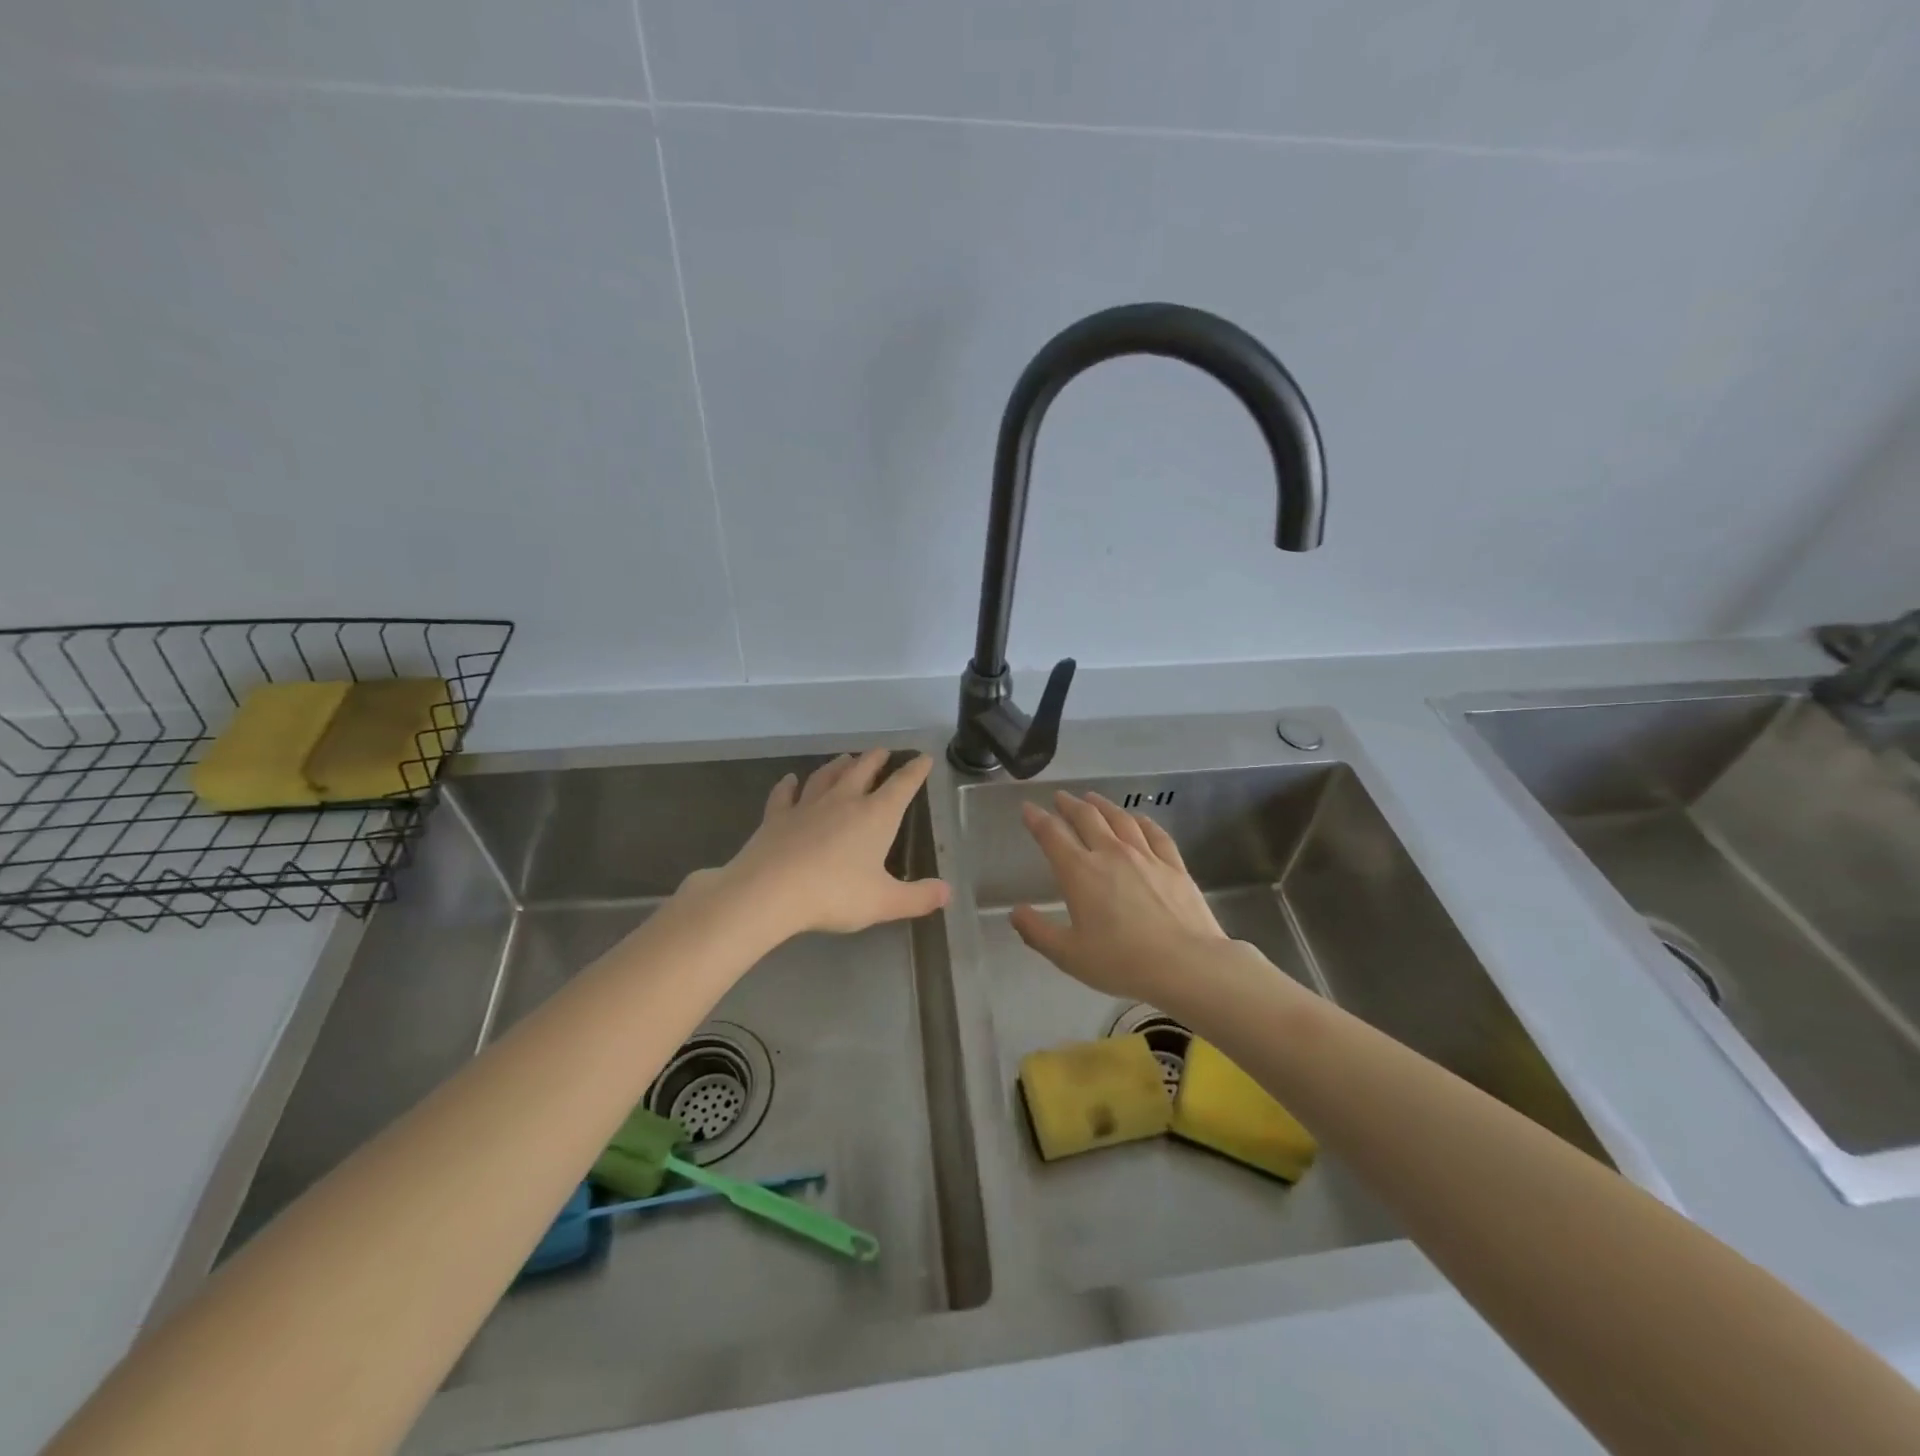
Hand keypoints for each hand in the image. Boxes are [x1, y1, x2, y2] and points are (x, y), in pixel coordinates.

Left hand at [703, 749, 949, 937]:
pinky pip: (784, 794)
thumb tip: (947, 893)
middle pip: (863, 770)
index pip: (902, 785)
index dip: (915, 771)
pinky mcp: (777, 817)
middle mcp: (844, 801)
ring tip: (846, 757)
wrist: (769, 891)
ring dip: (838, 765)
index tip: (924, 758)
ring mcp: (807, 805)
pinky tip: (789, 779)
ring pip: (826, 776)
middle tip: (883, 751)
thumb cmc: (835, 894)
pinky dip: (788, 785)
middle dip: (876, 759)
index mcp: (875, 816)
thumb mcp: (884, 902)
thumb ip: (918, 897)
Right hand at [1011, 791, 1231, 1005]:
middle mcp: (1111, 854)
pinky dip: (1143, 821)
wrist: (1186, 965)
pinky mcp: (1174, 865)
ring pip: (1120, 819)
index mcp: (1080, 873)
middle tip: (1060, 797)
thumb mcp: (1069, 955)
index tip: (1028, 808)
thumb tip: (1015, 912)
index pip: (1052, 835)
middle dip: (1069, 805)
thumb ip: (1037, 932)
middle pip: (1087, 818)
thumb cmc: (1121, 962)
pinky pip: (1155, 834)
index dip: (1037, 819)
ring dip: (1103, 805)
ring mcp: (1146, 856)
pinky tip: (1139, 818)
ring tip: (1093, 798)